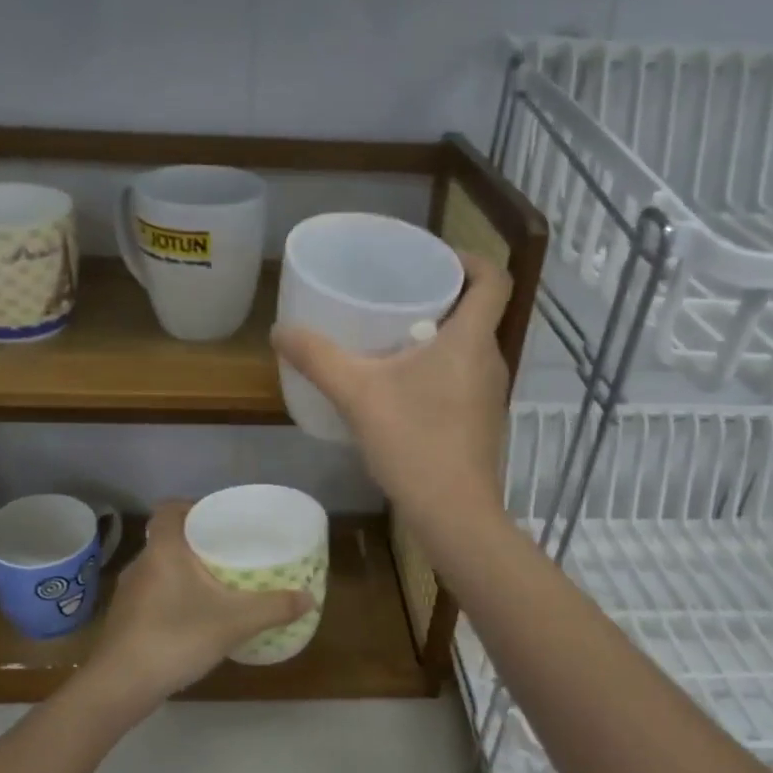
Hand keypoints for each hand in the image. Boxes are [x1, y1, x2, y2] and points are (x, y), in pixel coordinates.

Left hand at [90, 500, 313, 706]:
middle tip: (229, 551)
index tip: (220, 519)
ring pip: (160, 567)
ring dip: (184, 570)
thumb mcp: (234, 622)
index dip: (192, 506)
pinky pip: (153, 593)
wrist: (119, 685)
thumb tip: (310, 597)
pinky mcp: (124, 618)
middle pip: (168, 537)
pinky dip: (172, 595)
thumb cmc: (175, 637)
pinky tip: (192, 616)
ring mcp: (129, 592)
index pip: (170, 509)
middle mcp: (142, 562)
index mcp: (163, 548)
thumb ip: (273, 608)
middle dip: (197, 542)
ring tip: (216, 583)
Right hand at [272, 251, 511, 531]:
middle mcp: (490, 360)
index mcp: (471, 339)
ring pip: (468, 348)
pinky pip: (463, 378)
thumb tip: (280, 331)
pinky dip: (438, 370)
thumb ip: (318, 358)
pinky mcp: (481, 422)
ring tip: (392, 339)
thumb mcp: (357, 394)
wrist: (453, 513)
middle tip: (396, 295)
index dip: (469, 258)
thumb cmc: (414, 442)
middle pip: (477, 312)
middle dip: (440, 297)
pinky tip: (401, 389)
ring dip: (437, 336)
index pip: (492, 278)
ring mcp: (489, 394)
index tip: (433, 258)